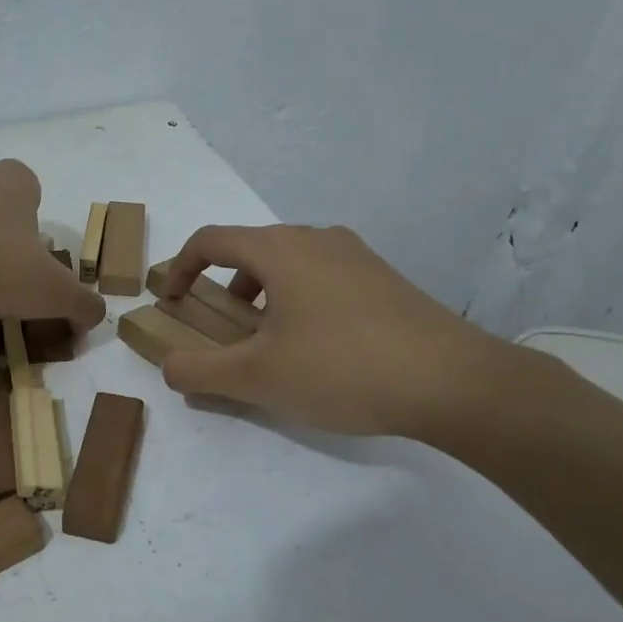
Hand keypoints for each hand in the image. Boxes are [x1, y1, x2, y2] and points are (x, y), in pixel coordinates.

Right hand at [159, 224, 518, 437]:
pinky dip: (298, 300)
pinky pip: (322, 278)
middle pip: (251, 250)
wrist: (453, 382)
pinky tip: (316, 347)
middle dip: (223, 286)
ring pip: (289, 264)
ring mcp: (356, 256)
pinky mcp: (384, 279)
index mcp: (280, 249)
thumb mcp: (258, 377)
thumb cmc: (342, 369)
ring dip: (261, 295)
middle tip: (220, 328)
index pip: (211, 240)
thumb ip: (200, 372)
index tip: (170, 303)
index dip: (179, 268)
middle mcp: (317, 239)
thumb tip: (168, 368)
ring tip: (266, 342)